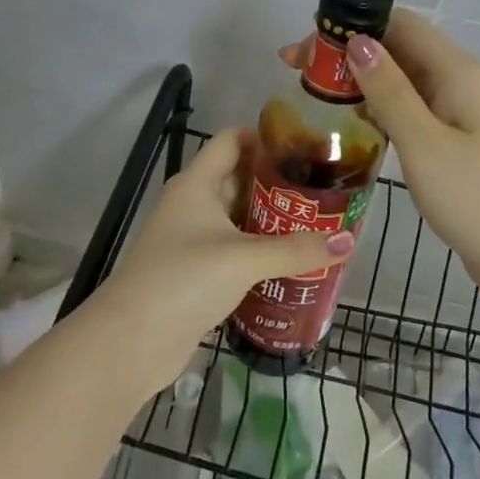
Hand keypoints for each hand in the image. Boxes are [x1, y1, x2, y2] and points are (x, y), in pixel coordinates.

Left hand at [97, 128, 352, 393]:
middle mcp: (192, 204)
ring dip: (271, 220)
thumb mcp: (243, 259)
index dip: (265, 137)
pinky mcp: (195, 272)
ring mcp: (191, 239)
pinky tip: (292, 261)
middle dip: (277, 182)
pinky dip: (259, 251)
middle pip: (238, 178)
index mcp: (196, 183)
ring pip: (237, 217)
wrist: (131, 341)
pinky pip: (233, 250)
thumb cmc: (184, 279)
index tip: (307, 145)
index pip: (231, 140)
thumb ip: (296, 249)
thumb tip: (348, 241)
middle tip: (323, 188)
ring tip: (317, 222)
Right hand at [282, 10, 479, 302]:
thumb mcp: (424, 143)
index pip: (399, 23)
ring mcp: (462, 111)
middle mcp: (461, 80)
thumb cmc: (477, 198)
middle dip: (349, 54)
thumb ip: (389, 90)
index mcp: (457, 71)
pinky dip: (382, 108)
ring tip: (316, 98)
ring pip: (404, 79)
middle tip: (297, 74)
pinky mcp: (458, 139)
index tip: (307, 49)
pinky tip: (355, 125)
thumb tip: (358, 42)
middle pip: (399, 48)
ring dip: (362, 81)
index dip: (350, 26)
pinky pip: (414, 108)